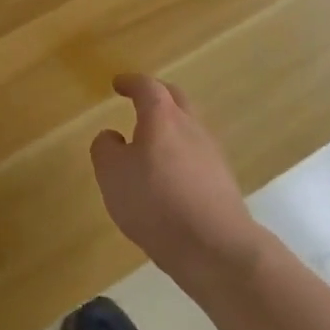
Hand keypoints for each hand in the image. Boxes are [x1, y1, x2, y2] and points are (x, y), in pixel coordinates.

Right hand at [90, 74, 261, 280]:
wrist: (215, 247)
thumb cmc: (155, 202)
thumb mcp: (112, 174)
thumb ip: (106, 148)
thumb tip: (112, 136)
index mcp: (162, 117)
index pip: (147, 87)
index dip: (131, 83)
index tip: (119, 84)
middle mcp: (191, 127)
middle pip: (176, 99)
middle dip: (157, 95)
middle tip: (140, 99)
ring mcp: (212, 154)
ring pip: (190, 127)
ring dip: (171, 127)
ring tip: (152, 141)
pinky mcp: (223, 181)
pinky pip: (197, 156)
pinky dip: (181, 155)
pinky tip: (170, 175)